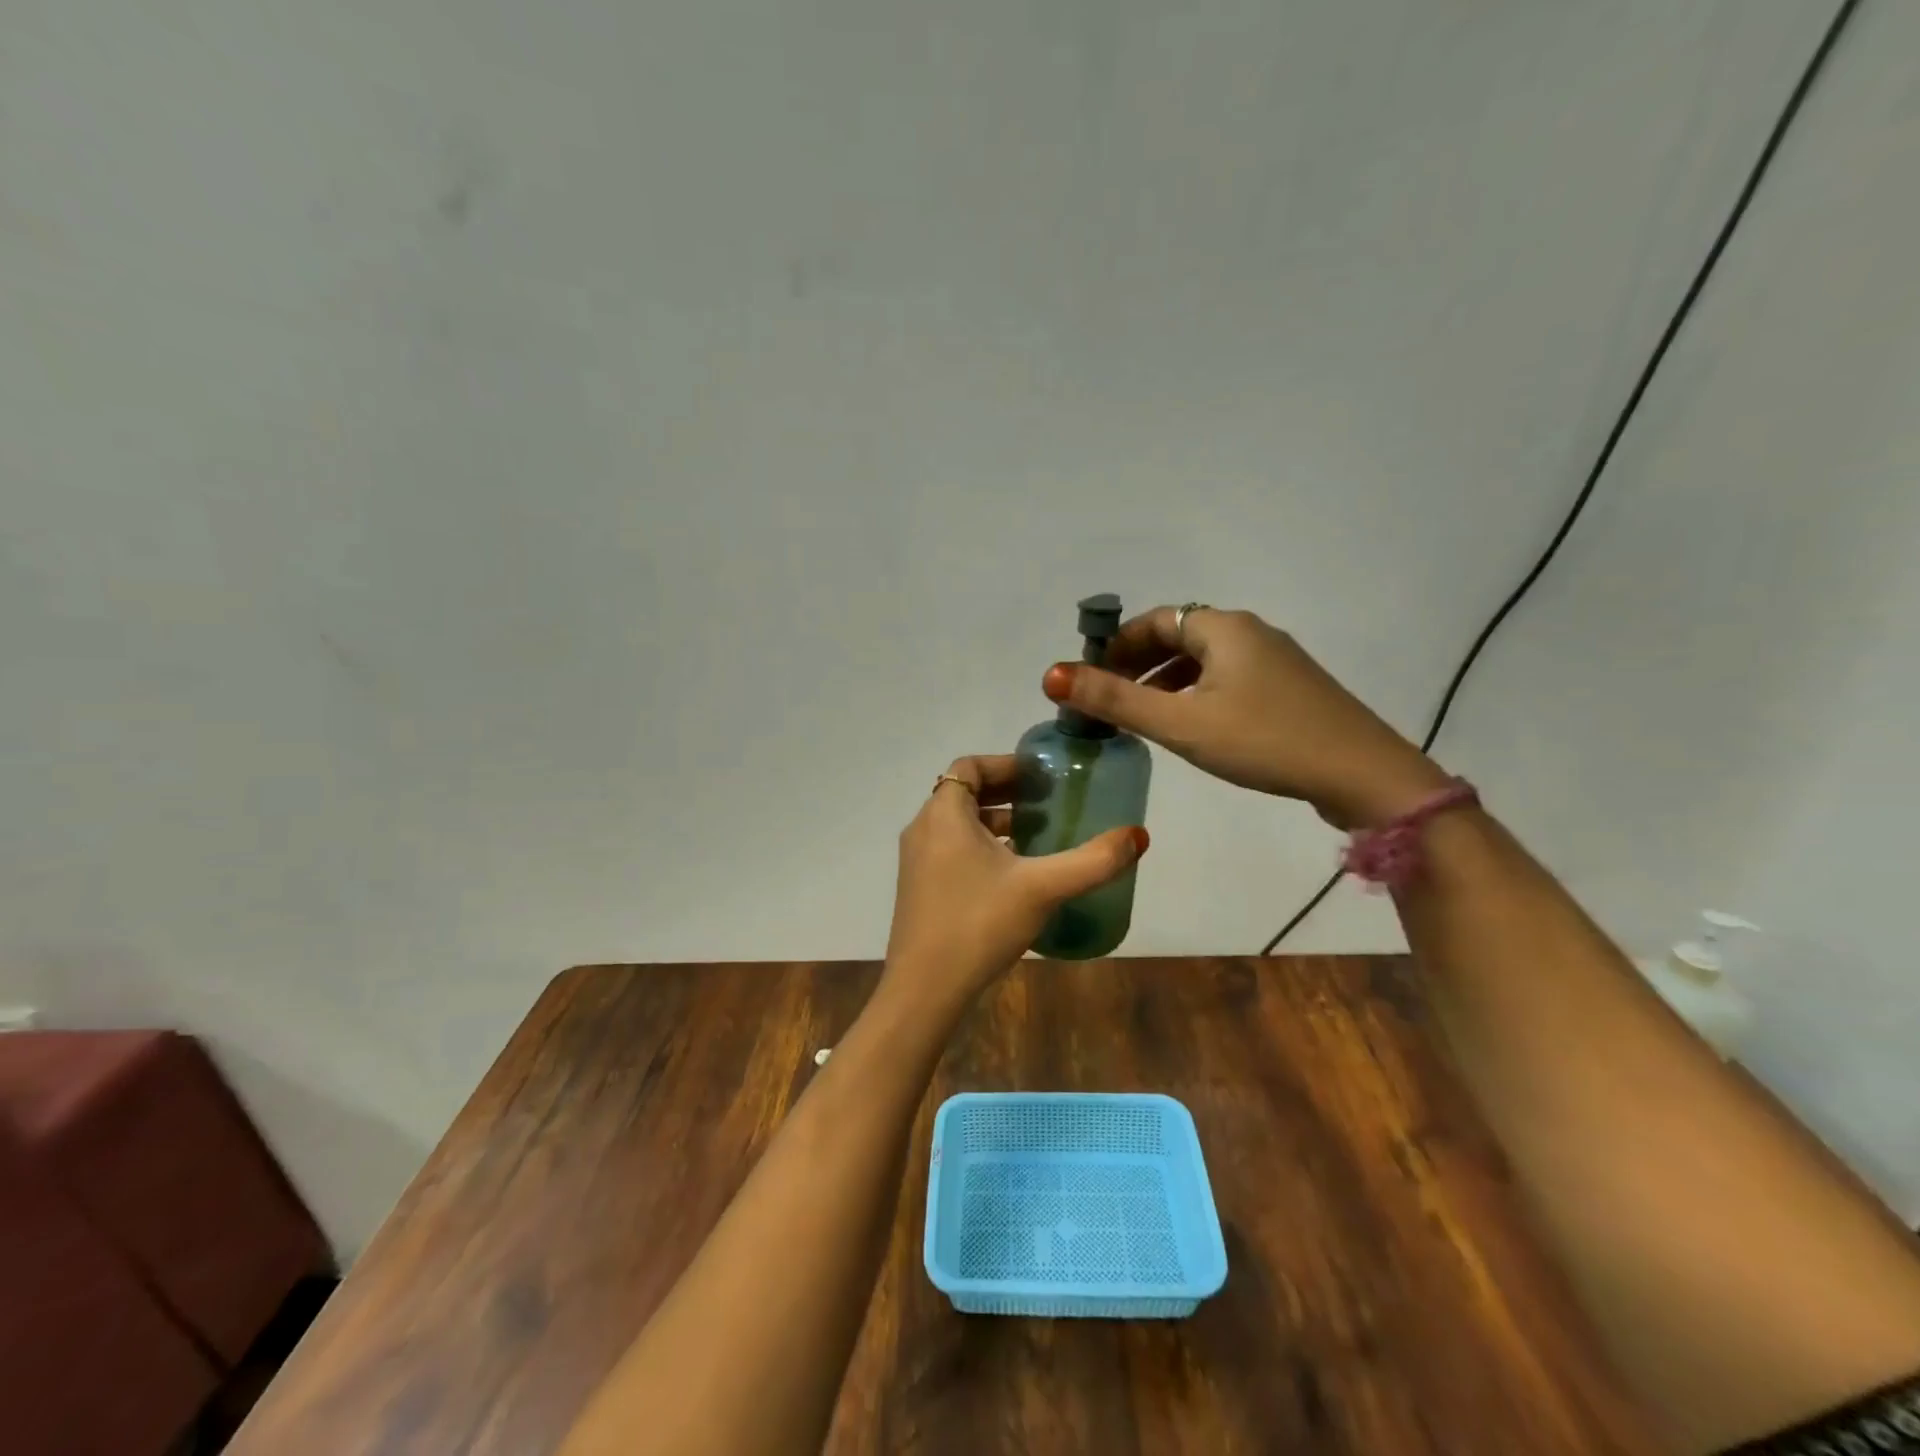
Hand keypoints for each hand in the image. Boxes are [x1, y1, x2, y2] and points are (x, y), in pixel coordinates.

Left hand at [882, 755, 1147, 1008]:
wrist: (924, 989)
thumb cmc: (979, 924)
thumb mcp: (1042, 888)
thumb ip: (1092, 861)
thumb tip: (1138, 836)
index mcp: (944, 814)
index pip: (969, 766)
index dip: (1006, 764)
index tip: (1042, 777)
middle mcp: (924, 829)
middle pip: (965, 793)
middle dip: (1007, 793)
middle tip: (1049, 802)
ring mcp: (917, 861)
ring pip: (958, 824)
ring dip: (996, 823)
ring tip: (1039, 835)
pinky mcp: (920, 888)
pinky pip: (952, 850)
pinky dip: (982, 848)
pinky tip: (1015, 875)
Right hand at [1041, 606, 1449, 828]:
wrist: (1362, 774)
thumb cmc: (1263, 741)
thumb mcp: (1180, 724)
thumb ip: (1115, 701)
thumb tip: (1051, 675)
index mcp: (1222, 627)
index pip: (1153, 621)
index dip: (1116, 646)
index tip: (1089, 679)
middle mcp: (1249, 632)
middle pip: (1178, 637)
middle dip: (1137, 665)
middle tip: (1109, 702)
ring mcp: (1275, 661)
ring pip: (1204, 661)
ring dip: (1166, 682)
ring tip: (1141, 718)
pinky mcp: (1289, 689)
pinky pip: (1227, 679)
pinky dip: (1196, 694)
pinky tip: (1191, 728)